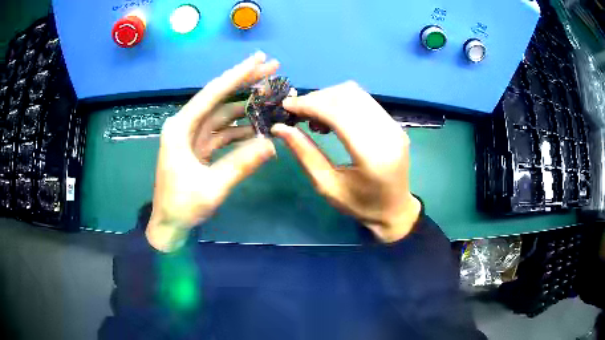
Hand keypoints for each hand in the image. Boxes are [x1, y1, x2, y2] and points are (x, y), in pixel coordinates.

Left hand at [147, 52, 278, 251]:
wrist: (169, 225)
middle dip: (246, 82)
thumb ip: (241, 164)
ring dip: (247, 107)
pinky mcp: (200, 148)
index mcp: (181, 128)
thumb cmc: (182, 206)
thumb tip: (272, 144)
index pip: (213, 93)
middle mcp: (186, 125)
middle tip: (271, 68)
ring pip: (223, 114)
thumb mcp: (212, 187)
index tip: (259, 59)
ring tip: (271, 99)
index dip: (238, 75)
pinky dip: (241, 129)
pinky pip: (223, 132)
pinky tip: (259, 128)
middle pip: (220, 98)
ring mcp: (193, 137)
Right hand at [272, 81, 420, 242]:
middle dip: (317, 98)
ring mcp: (394, 127)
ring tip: (313, 118)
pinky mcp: (394, 124)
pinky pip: (364, 101)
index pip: (339, 113)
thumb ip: (305, 154)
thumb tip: (280, 128)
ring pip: (356, 94)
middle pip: (348, 96)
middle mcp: (387, 134)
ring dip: (329, 98)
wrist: (395, 210)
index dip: (310, 104)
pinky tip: (330, 118)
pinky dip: (342, 102)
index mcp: (372, 156)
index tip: (286, 106)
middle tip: (297, 113)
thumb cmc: (360, 206)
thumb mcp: (327, 186)